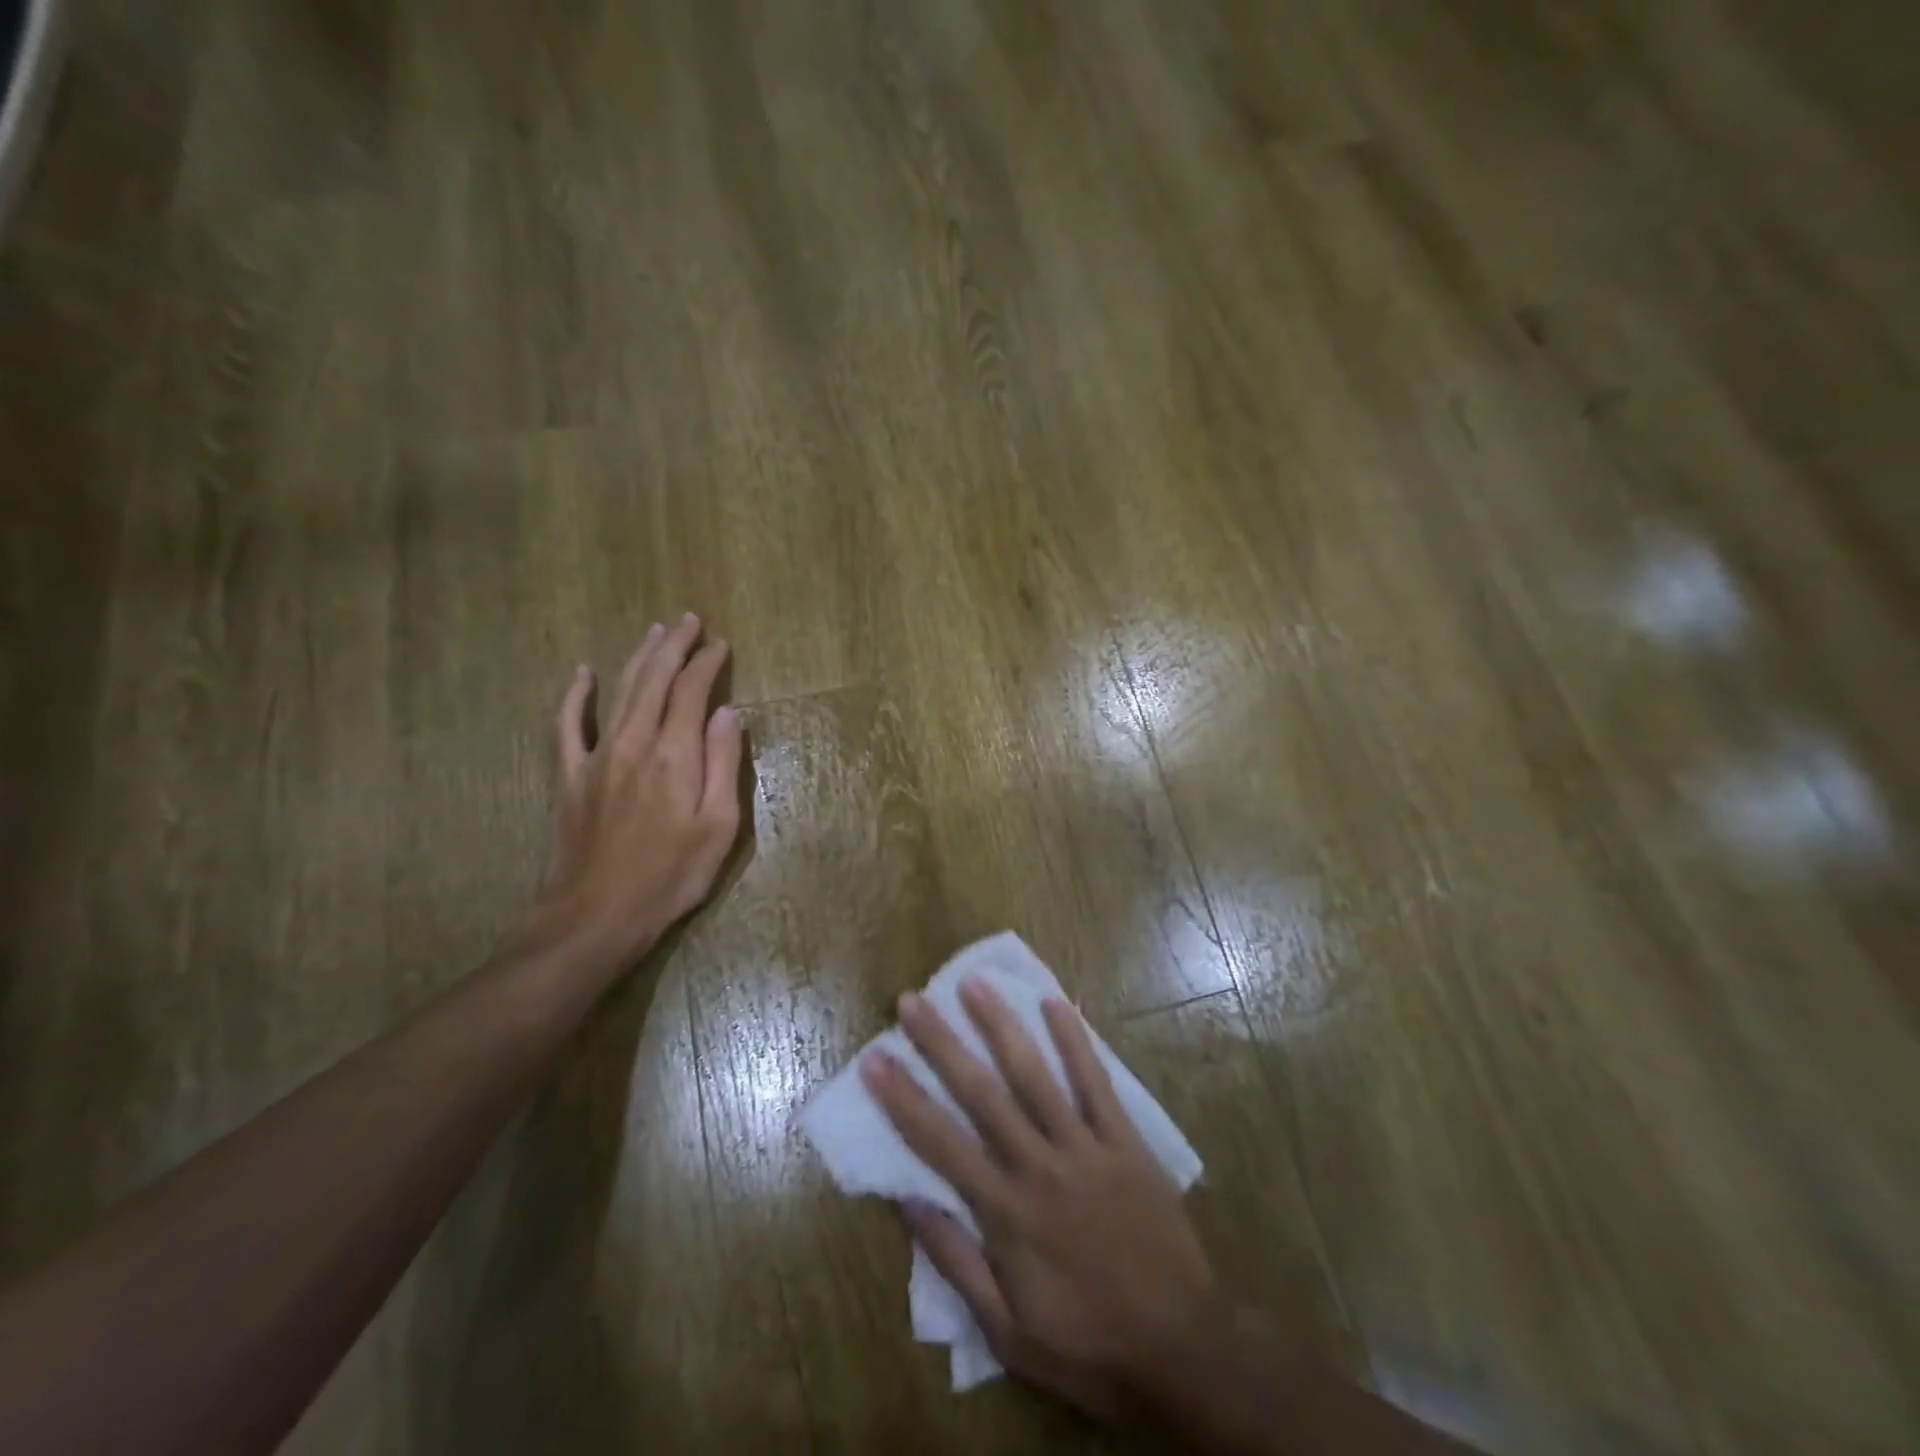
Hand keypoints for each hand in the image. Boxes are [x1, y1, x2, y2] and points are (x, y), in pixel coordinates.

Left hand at [536, 614, 744, 964]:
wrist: (596, 916)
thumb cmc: (671, 876)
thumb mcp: (718, 826)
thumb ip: (725, 765)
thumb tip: (731, 713)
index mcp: (675, 755)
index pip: (692, 692)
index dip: (708, 663)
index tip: (721, 645)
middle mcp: (634, 743)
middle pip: (655, 680)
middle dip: (675, 646)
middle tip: (690, 620)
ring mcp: (597, 756)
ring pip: (620, 692)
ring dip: (639, 658)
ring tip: (655, 632)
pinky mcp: (572, 776)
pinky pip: (569, 725)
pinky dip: (576, 695)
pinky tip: (583, 674)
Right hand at [862, 982, 1219, 1418]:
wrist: (1183, 1349)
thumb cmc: (1088, 1345)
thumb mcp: (1009, 1332)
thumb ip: (957, 1262)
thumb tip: (908, 1200)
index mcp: (1007, 1214)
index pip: (940, 1144)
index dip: (903, 1099)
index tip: (875, 1058)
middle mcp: (1039, 1167)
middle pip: (981, 1094)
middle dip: (942, 1044)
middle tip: (912, 1000)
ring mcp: (1086, 1148)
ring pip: (1035, 1076)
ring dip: (1001, 1026)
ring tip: (974, 983)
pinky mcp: (1125, 1140)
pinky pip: (1096, 1082)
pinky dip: (1075, 1041)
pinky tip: (1055, 1002)